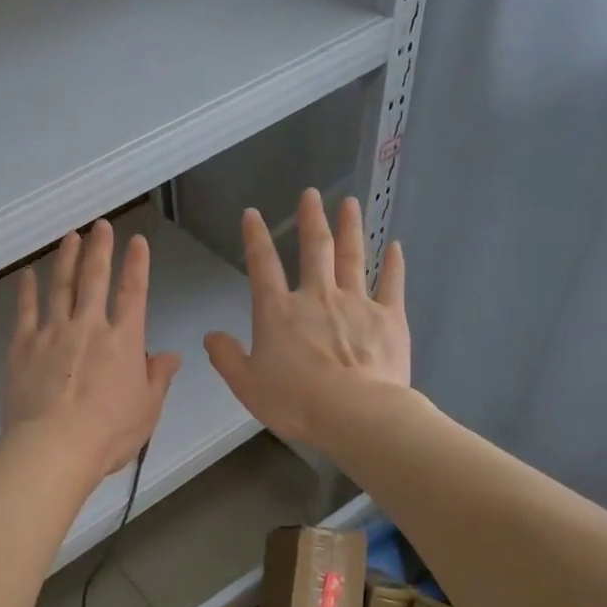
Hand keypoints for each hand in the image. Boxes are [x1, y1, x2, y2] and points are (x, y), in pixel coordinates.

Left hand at [3, 219, 183, 479]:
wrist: (54, 447)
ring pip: (60, 286)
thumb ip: (158, 378)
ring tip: (69, 237)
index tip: (137, 241)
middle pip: (95, 279)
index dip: (136, 265)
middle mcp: (89, 326)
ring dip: (66, 259)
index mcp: (123, 341)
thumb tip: (171, 355)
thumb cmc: (109, 434)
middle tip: (100, 225)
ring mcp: (52, 332)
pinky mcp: (23, 345)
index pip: (134, 293)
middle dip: (99, 249)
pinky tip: (27, 274)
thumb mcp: (147, 410)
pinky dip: (27, 290)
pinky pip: (25, 310)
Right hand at [205, 189, 408, 446]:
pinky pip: (391, 283)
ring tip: (350, 203)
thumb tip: (211, 337)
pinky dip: (394, 264)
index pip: (262, 266)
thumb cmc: (295, 401)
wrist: (354, 412)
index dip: (255, 238)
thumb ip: (226, 358)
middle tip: (311, 194)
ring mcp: (356, 303)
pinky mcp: (388, 317)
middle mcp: (316, 297)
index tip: (252, 214)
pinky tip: (396, 246)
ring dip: (350, 228)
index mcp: (278, 312)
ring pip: (352, 256)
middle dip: (311, 219)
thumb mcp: (246, 385)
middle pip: (314, 249)